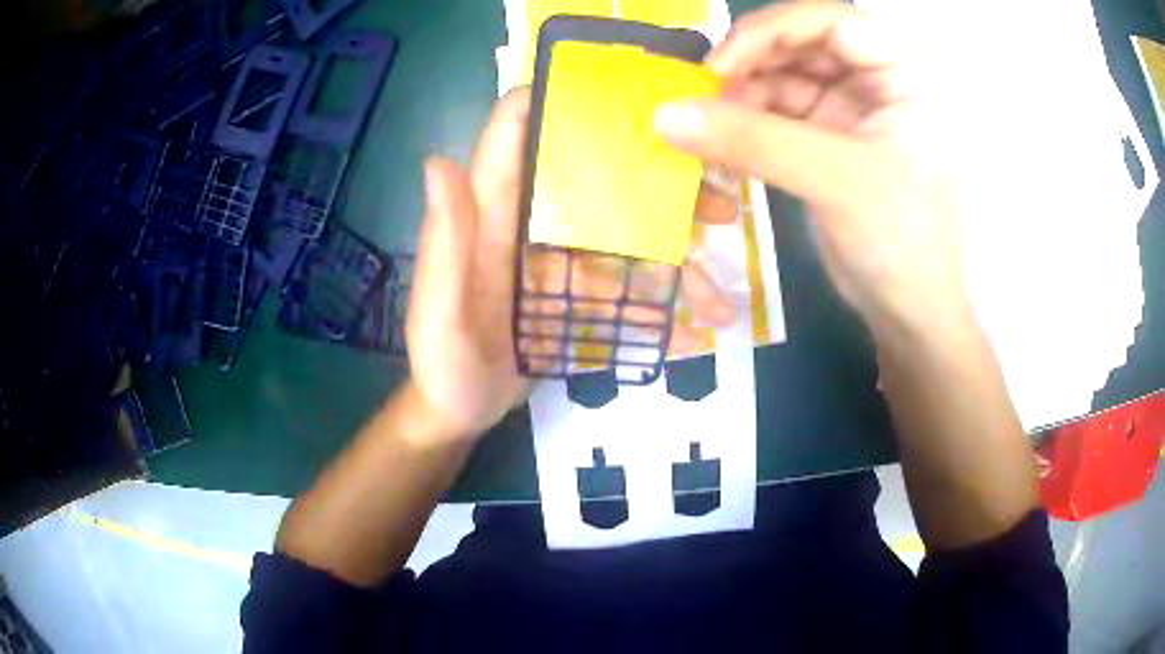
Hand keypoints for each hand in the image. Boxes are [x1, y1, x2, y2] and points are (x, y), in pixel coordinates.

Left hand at [406, 89, 735, 439]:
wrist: (457, 413)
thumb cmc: (441, 364)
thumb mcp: (439, 310)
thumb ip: (444, 240)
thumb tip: (438, 160)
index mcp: (490, 211)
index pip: (517, 131)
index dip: (560, 99)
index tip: (629, 98)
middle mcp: (528, 222)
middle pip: (597, 180)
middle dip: (660, 185)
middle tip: (719, 206)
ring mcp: (556, 260)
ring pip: (625, 239)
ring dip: (677, 260)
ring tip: (720, 299)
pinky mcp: (573, 295)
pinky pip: (624, 291)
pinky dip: (659, 309)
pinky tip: (695, 331)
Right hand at [654, 3, 968, 339]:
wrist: (912, 314)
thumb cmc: (902, 242)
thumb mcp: (836, 181)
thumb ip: (753, 141)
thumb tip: (664, 115)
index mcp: (904, 73)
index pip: (830, 20)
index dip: (771, 31)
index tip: (720, 67)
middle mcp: (879, 81)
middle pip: (801, 45)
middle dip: (751, 65)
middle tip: (703, 97)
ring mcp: (853, 111)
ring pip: (785, 79)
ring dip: (742, 97)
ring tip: (705, 125)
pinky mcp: (830, 142)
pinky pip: (779, 116)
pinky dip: (747, 125)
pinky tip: (720, 143)